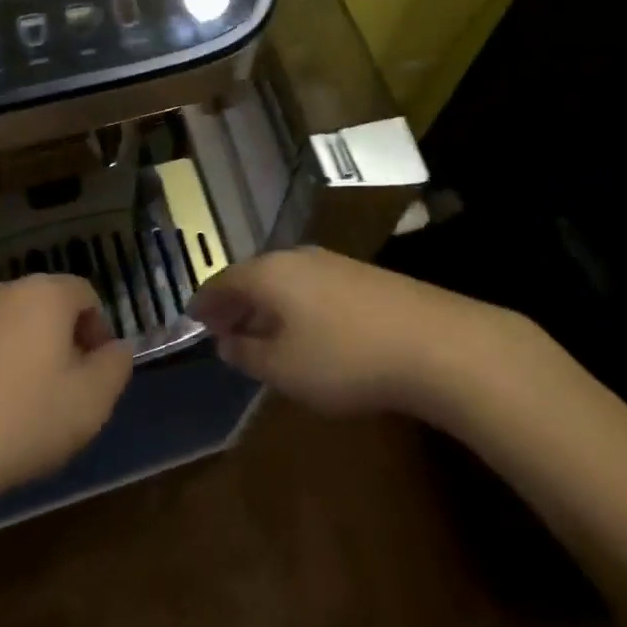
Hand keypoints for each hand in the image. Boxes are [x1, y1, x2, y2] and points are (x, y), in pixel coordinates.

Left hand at [0, 275, 132, 521]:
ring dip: (18, 355)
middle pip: (43, 306)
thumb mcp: (89, 405)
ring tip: (15, 409)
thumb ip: (115, 369)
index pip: (85, 293)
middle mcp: (0, 291)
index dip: (98, 329)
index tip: (95, 373)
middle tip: (60, 392)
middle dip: (58, 341)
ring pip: (4, 327)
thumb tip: (116, 349)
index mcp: (44, 295)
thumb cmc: (16, 422)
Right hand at [189, 247, 536, 418]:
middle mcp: (296, 257)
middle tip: (222, 327)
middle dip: (235, 302)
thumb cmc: (344, 358)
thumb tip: (227, 341)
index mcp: (269, 273)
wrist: (433, 342)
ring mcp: (332, 262)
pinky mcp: (361, 276)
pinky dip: (295, 305)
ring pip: (284, 280)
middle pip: (253, 275)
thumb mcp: (284, 369)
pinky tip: (305, 330)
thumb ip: (248, 354)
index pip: (223, 281)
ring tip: (260, 332)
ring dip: (266, 304)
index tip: (192, 318)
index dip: (205, 302)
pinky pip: (311, 286)